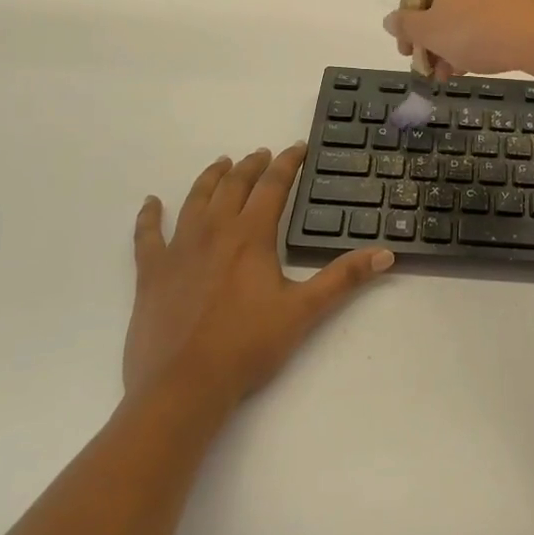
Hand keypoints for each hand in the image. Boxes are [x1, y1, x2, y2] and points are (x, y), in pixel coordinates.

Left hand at [127, 146, 392, 411]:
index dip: (288, 164)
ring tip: (221, 163)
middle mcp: (214, 231)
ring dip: (210, 178)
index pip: (273, 187)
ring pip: (195, 200)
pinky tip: (151, 203)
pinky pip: (147, 235)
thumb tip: (386, 253)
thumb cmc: (248, 346)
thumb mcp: (304, 311)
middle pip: (233, 185)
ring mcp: (178, 249)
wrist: (184, 386)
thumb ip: (344, 278)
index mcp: (251, 236)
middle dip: (251, 166)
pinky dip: (149, 216)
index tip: (297, 148)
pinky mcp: (151, 273)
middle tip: (262, 154)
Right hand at [383, 0, 533, 77]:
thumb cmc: (478, 29)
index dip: (409, 23)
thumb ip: (406, 26)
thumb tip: (391, 20)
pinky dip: (484, 30)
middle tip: (435, 68)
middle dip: (435, 36)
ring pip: (469, 5)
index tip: (410, 52)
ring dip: (457, 38)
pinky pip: (494, 6)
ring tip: (457, 72)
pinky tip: (482, 58)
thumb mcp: (431, 33)